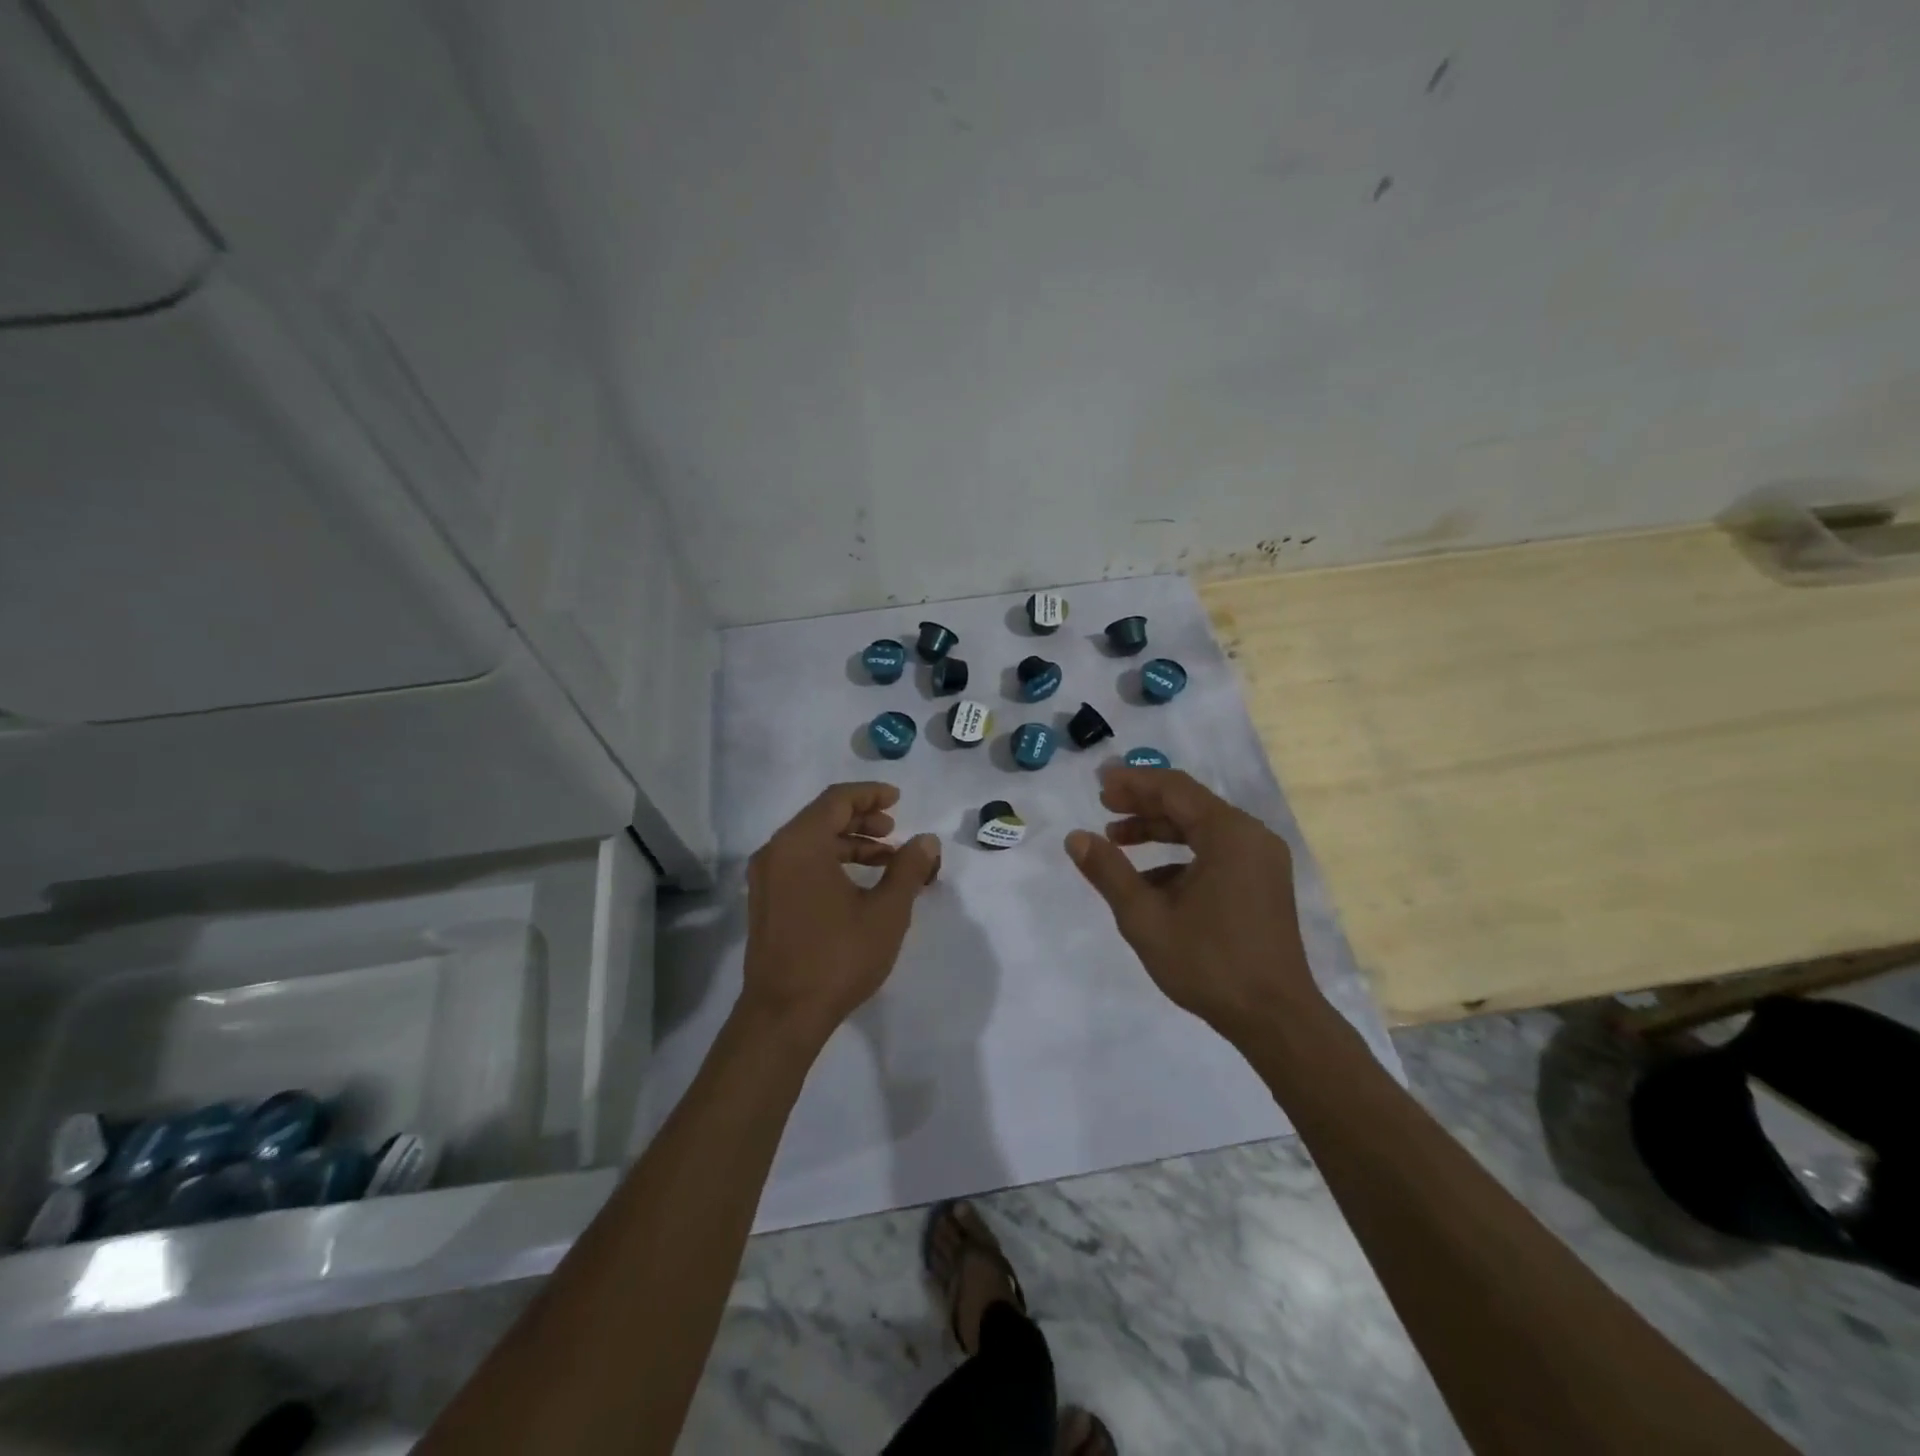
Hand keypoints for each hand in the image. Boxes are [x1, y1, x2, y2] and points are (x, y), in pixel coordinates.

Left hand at [740, 782, 941, 1042]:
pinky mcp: (764, 901)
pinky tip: (858, 883)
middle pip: (821, 817)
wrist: (783, 1014)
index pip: (837, 799)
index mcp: (801, 843)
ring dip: (849, 843)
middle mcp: (776, 851)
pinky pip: (799, 863)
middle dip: (862, 819)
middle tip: (894, 830)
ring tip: (886, 859)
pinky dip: (830, 861)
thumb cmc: (838, 956)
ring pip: (810, 842)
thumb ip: (908, 868)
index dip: (871, 794)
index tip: (898, 800)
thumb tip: (926, 840)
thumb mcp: (886, 911)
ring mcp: (765, 878)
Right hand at [1065, 767, 1323, 1036]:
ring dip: (1159, 830)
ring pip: (1202, 828)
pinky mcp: (1263, 883)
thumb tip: (1076, 838)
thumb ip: (1109, 872)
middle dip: (1143, 803)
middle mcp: (1251, 836)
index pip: (1174, 789)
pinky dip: (1180, 856)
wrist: (1276, 1019)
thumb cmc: (1209, 963)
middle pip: (1189, 804)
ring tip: (1116, 840)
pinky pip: (1216, 852)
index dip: (1133, 782)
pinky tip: (1149, 881)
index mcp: (1229, 834)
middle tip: (1103, 805)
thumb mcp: (1146, 918)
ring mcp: (1261, 860)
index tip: (1098, 783)